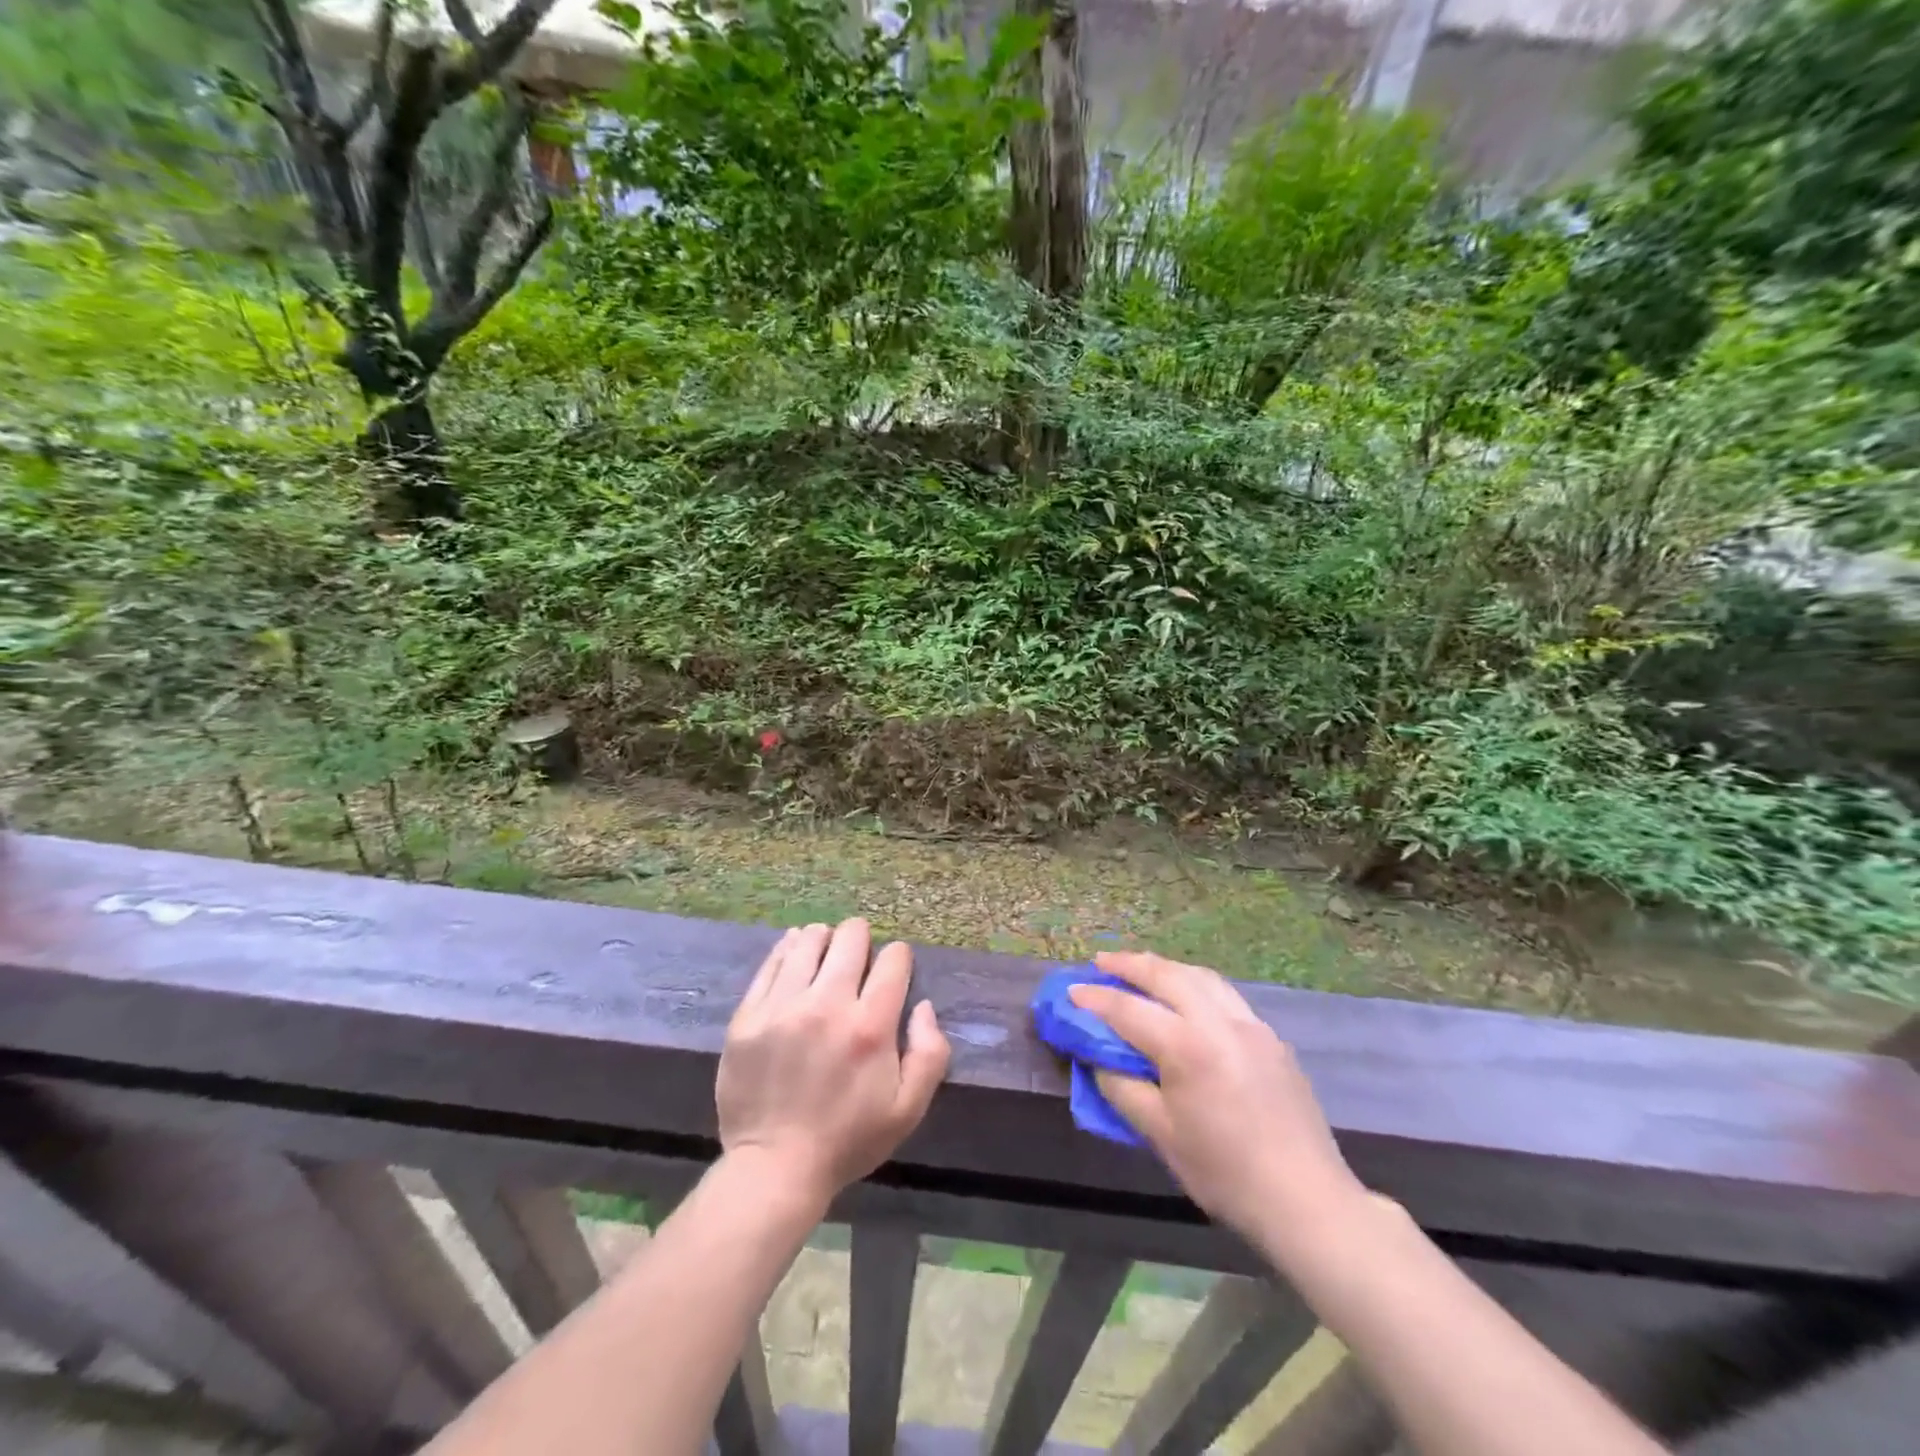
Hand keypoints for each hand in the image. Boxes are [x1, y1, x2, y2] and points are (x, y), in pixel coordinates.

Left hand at [717, 919, 950, 1211]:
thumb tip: (924, 1006)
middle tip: (858, 954)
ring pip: (808, 941)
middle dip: (861, 938)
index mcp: (870, 1026)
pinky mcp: (748, 1015)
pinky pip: (771, 962)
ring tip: (824, 949)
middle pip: (850, 937)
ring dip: (823, 939)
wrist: (773, 1168)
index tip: (893, 969)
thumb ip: (930, 1053)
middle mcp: (827, 1005)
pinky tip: (794, 951)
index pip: (893, 959)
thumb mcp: (908, 1109)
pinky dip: (788, 949)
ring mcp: (782, 1007)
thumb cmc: (848, 1139)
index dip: (898, 958)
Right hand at [1069, 951, 1364, 1244]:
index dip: (1095, 999)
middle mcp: (1220, 1022)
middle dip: (1130, 964)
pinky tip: (1188, 998)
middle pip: (1167, 975)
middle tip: (1102, 962)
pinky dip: (1196, 984)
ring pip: (1201, 976)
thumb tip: (1099, 1059)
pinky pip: (1225, 994)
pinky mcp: (1271, 1037)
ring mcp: (1251, 1025)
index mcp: (1188, 1047)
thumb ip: (1123, 1088)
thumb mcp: (1160, 1135)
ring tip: (1142, 969)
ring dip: (1166, 967)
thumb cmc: (1225, 1173)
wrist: (1306, 1199)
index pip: (1129, 1010)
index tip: (1071, 992)